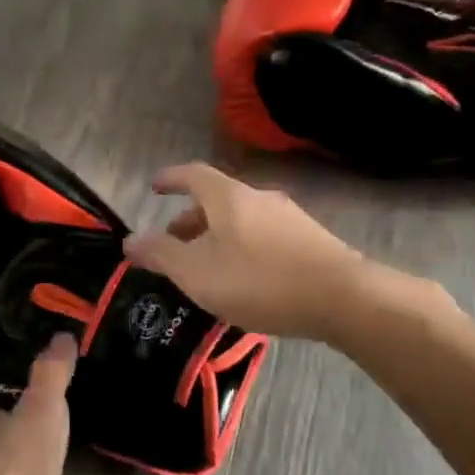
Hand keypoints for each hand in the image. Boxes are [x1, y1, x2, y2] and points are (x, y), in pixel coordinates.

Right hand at [122, 162, 454, 340]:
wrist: (344, 299)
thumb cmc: (260, 281)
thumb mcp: (198, 273)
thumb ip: (161, 255)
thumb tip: (130, 240)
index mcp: (228, 197)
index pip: (192, 174)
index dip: (170, 179)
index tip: (154, 187)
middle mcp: (259, 198)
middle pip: (217, 199)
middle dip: (190, 219)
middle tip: (174, 244)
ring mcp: (290, 217)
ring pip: (241, 219)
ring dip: (217, 236)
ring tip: (207, 267)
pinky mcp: (311, 240)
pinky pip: (263, 236)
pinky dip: (242, 247)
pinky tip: (245, 279)